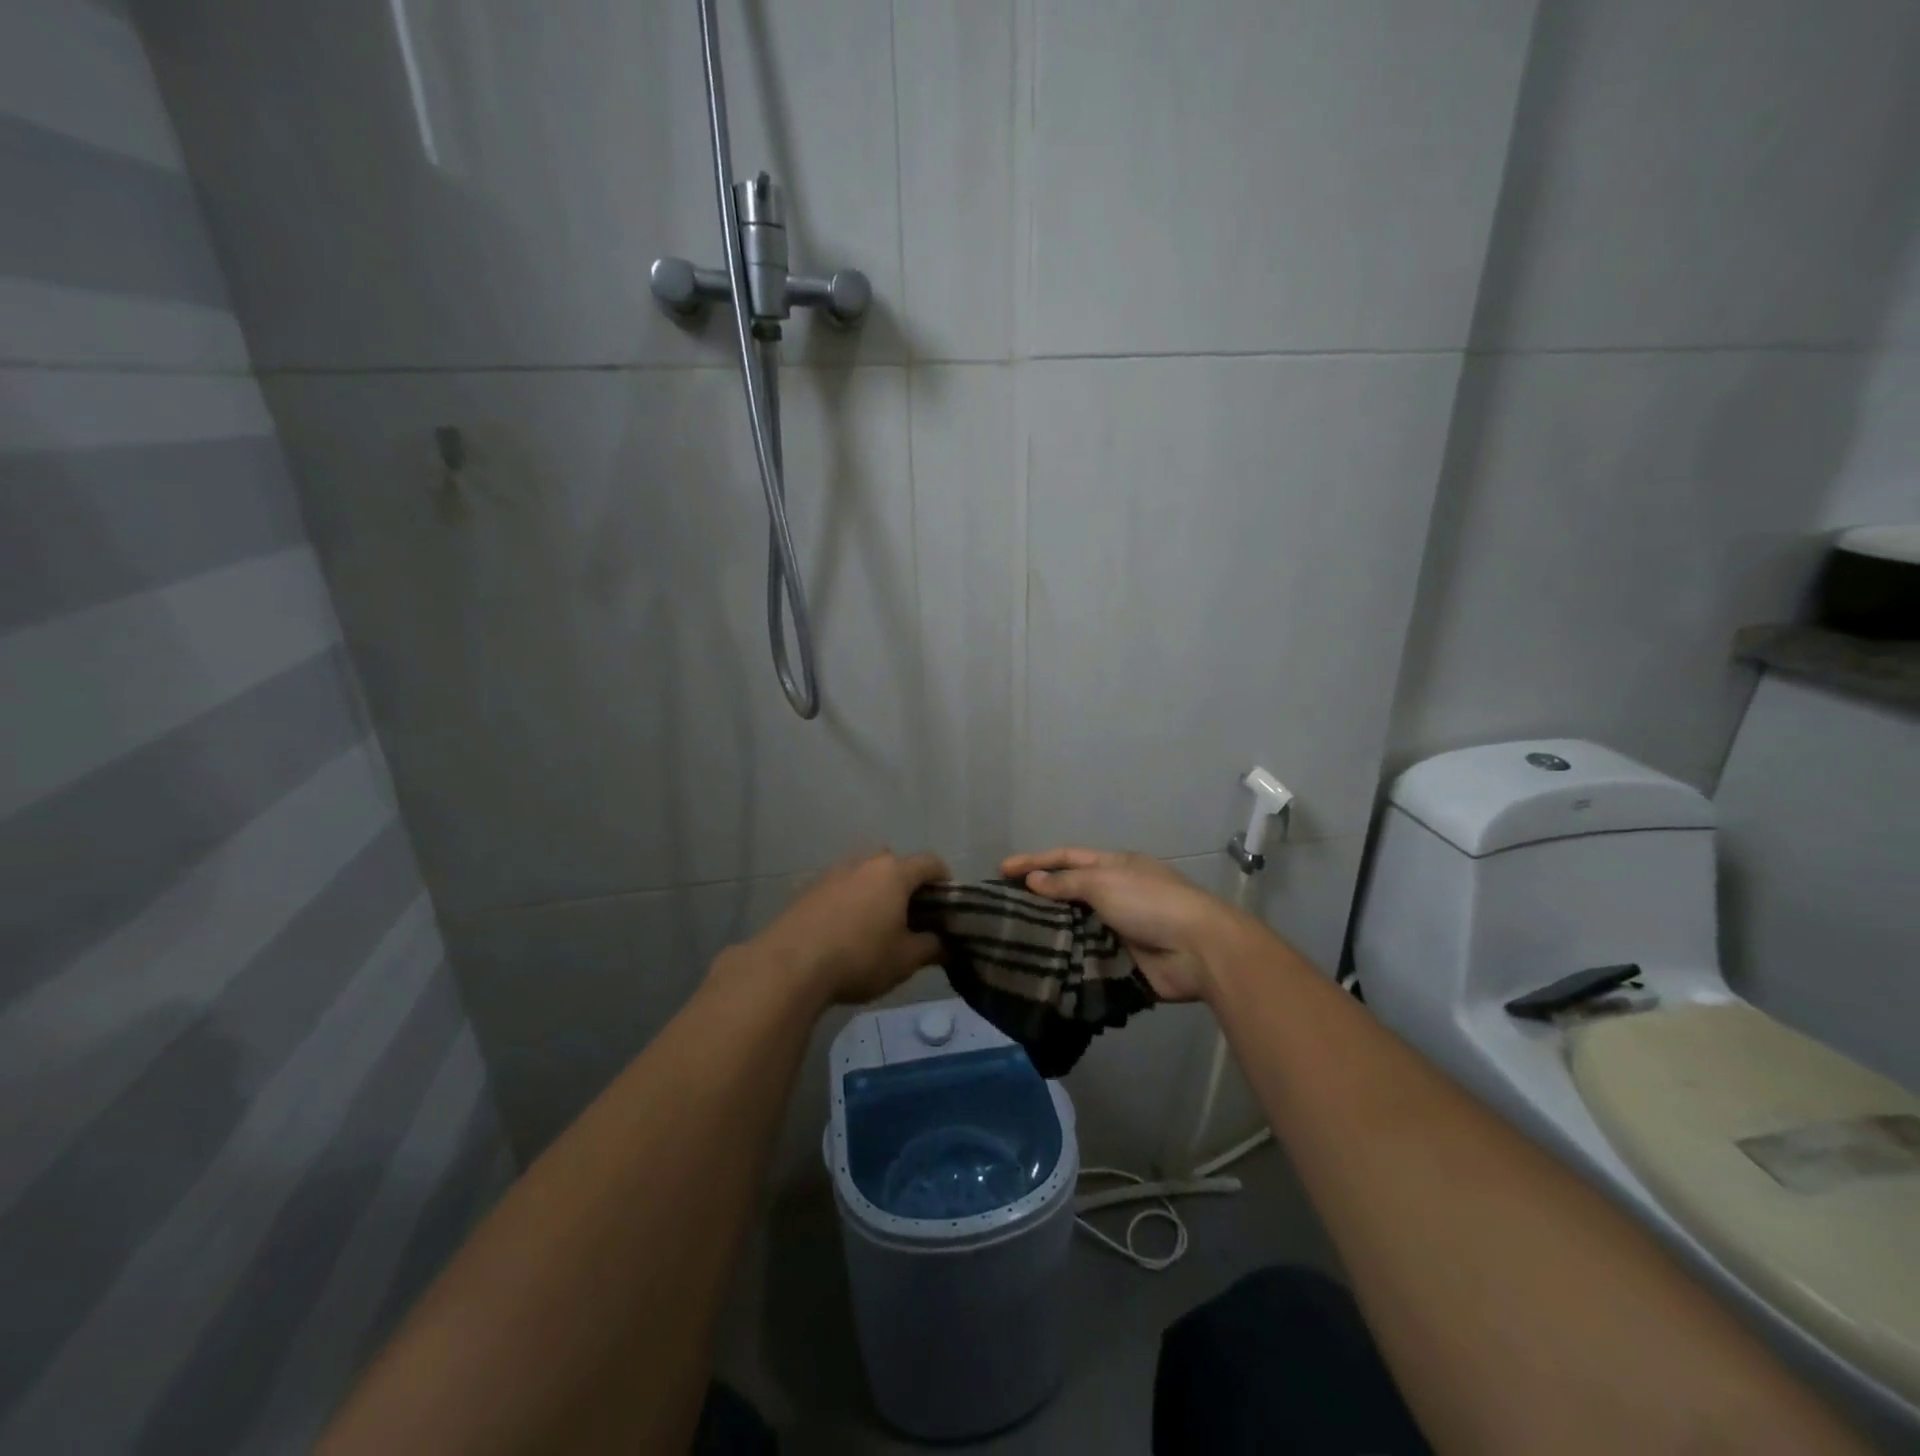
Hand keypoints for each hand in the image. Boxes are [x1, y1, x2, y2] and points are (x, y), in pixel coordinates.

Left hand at [748, 850, 949, 1005]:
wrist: (790, 965)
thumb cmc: (859, 957)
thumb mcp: (905, 960)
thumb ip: (931, 948)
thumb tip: (946, 945)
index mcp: (894, 873)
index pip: (930, 862)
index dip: (944, 880)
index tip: (947, 904)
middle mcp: (864, 863)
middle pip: (894, 863)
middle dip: (906, 884)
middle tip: (911, 915)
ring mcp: (833, 873)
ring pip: (864, 873)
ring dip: (875, 891)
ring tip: (877, 924)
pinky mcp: (809, 888)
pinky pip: (840, 887)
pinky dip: (850, 901)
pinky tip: (846, 931)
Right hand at [999, 847, 1255, 1002]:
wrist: (1197, 950)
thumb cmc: (1150, 903)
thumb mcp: (1105, 882)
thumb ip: (1067, 882)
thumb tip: (1034, 881)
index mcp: (1115, 866)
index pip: (1066, 858)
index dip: (1034, 861)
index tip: (1001, 870)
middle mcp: (1115, 893)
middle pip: (1069, 892)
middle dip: (1038, 898)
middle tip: (1003, 908)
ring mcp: (1119, 927)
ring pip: (1075, 926)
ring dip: (1050, 931)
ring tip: (1013, 939)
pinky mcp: (1122, 959)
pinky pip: (1086, 956)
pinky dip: (1066, 958)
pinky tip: (1040, 965)